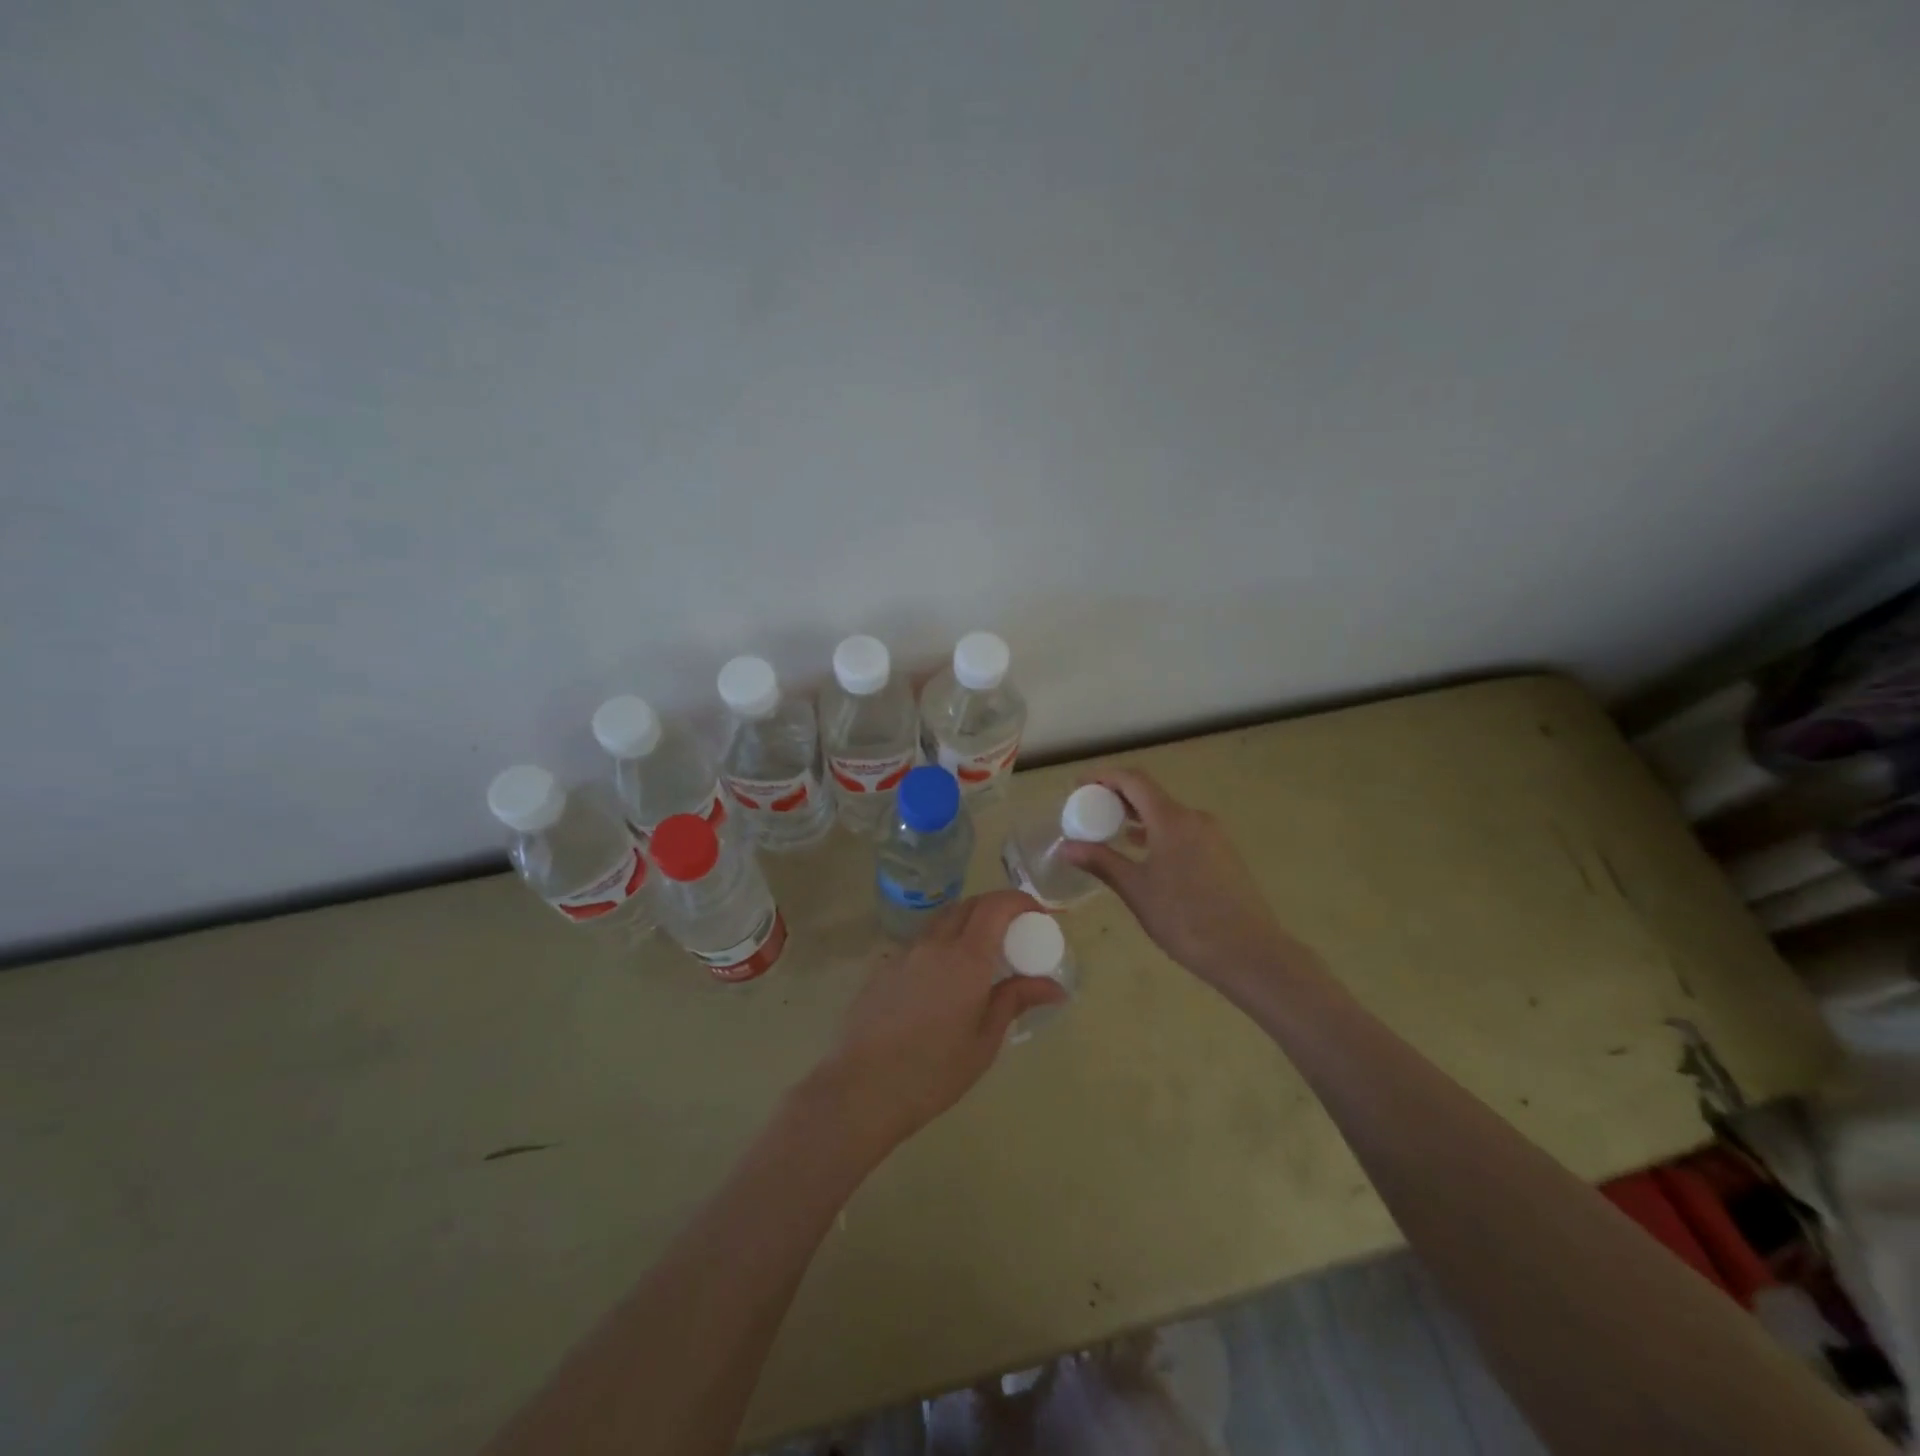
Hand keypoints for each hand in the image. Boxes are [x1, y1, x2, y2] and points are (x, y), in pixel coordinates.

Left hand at [813, 890, 1067, 1153]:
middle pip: (968, 905)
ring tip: (982, 953)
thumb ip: (1015, 1002)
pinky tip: (944, 980)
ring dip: (967, 922)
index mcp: (965, 959)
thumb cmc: (933, 1072)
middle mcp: (934, 945)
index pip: (996, 906)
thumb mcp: (984, 1042)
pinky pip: (920, 943)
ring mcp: (904, 954)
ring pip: (941, 920)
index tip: (1039, 915)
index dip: (1020, 901)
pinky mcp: (883, 969)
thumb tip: (1053, 987)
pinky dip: (942, 944)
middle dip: (995, 907)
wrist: (862, 1090)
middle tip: (1014, 932)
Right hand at [1060, 767, 1309, 994]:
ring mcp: (1213, 835)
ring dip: (1138, 816)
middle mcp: (1194, 818)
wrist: (1249, 952)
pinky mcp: (1222, 854)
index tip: (1078, 786)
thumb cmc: (1185, 919)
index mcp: (1172, 819)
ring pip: (1167, 813)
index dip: (1103, 777)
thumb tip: (1067, 846)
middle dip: (1117, 797)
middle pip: (1150, 793)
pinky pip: (1182, 830)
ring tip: (1111, 831)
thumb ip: (1101, 862)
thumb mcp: (1136, 890)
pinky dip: (1157, 832)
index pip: (1133, 780)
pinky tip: (1144, 853)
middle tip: (1089, 810)